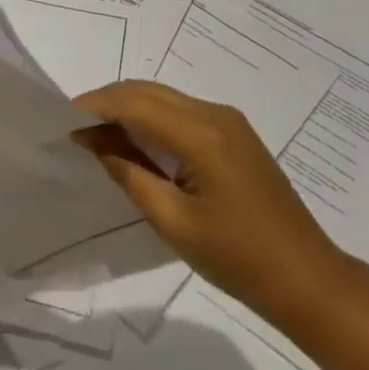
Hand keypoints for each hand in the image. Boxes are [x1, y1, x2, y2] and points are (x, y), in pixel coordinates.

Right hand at [72, 80, 344, 323]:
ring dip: (129, 107)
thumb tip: (94, 141)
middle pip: (150, 91)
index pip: (136, 104)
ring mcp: (229, 122)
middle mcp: (216, 114)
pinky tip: (135, 140)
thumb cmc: (237, 258)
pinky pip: (182, 111)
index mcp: (202, 135)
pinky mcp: (235, 134)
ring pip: (165, 97)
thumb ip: (129, 174)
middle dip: (109, 101)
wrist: (306, 278)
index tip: (62, 118)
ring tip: (97, 133)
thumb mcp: (173, 221)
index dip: (97, 106)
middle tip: (75, 126)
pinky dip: (152, 118)